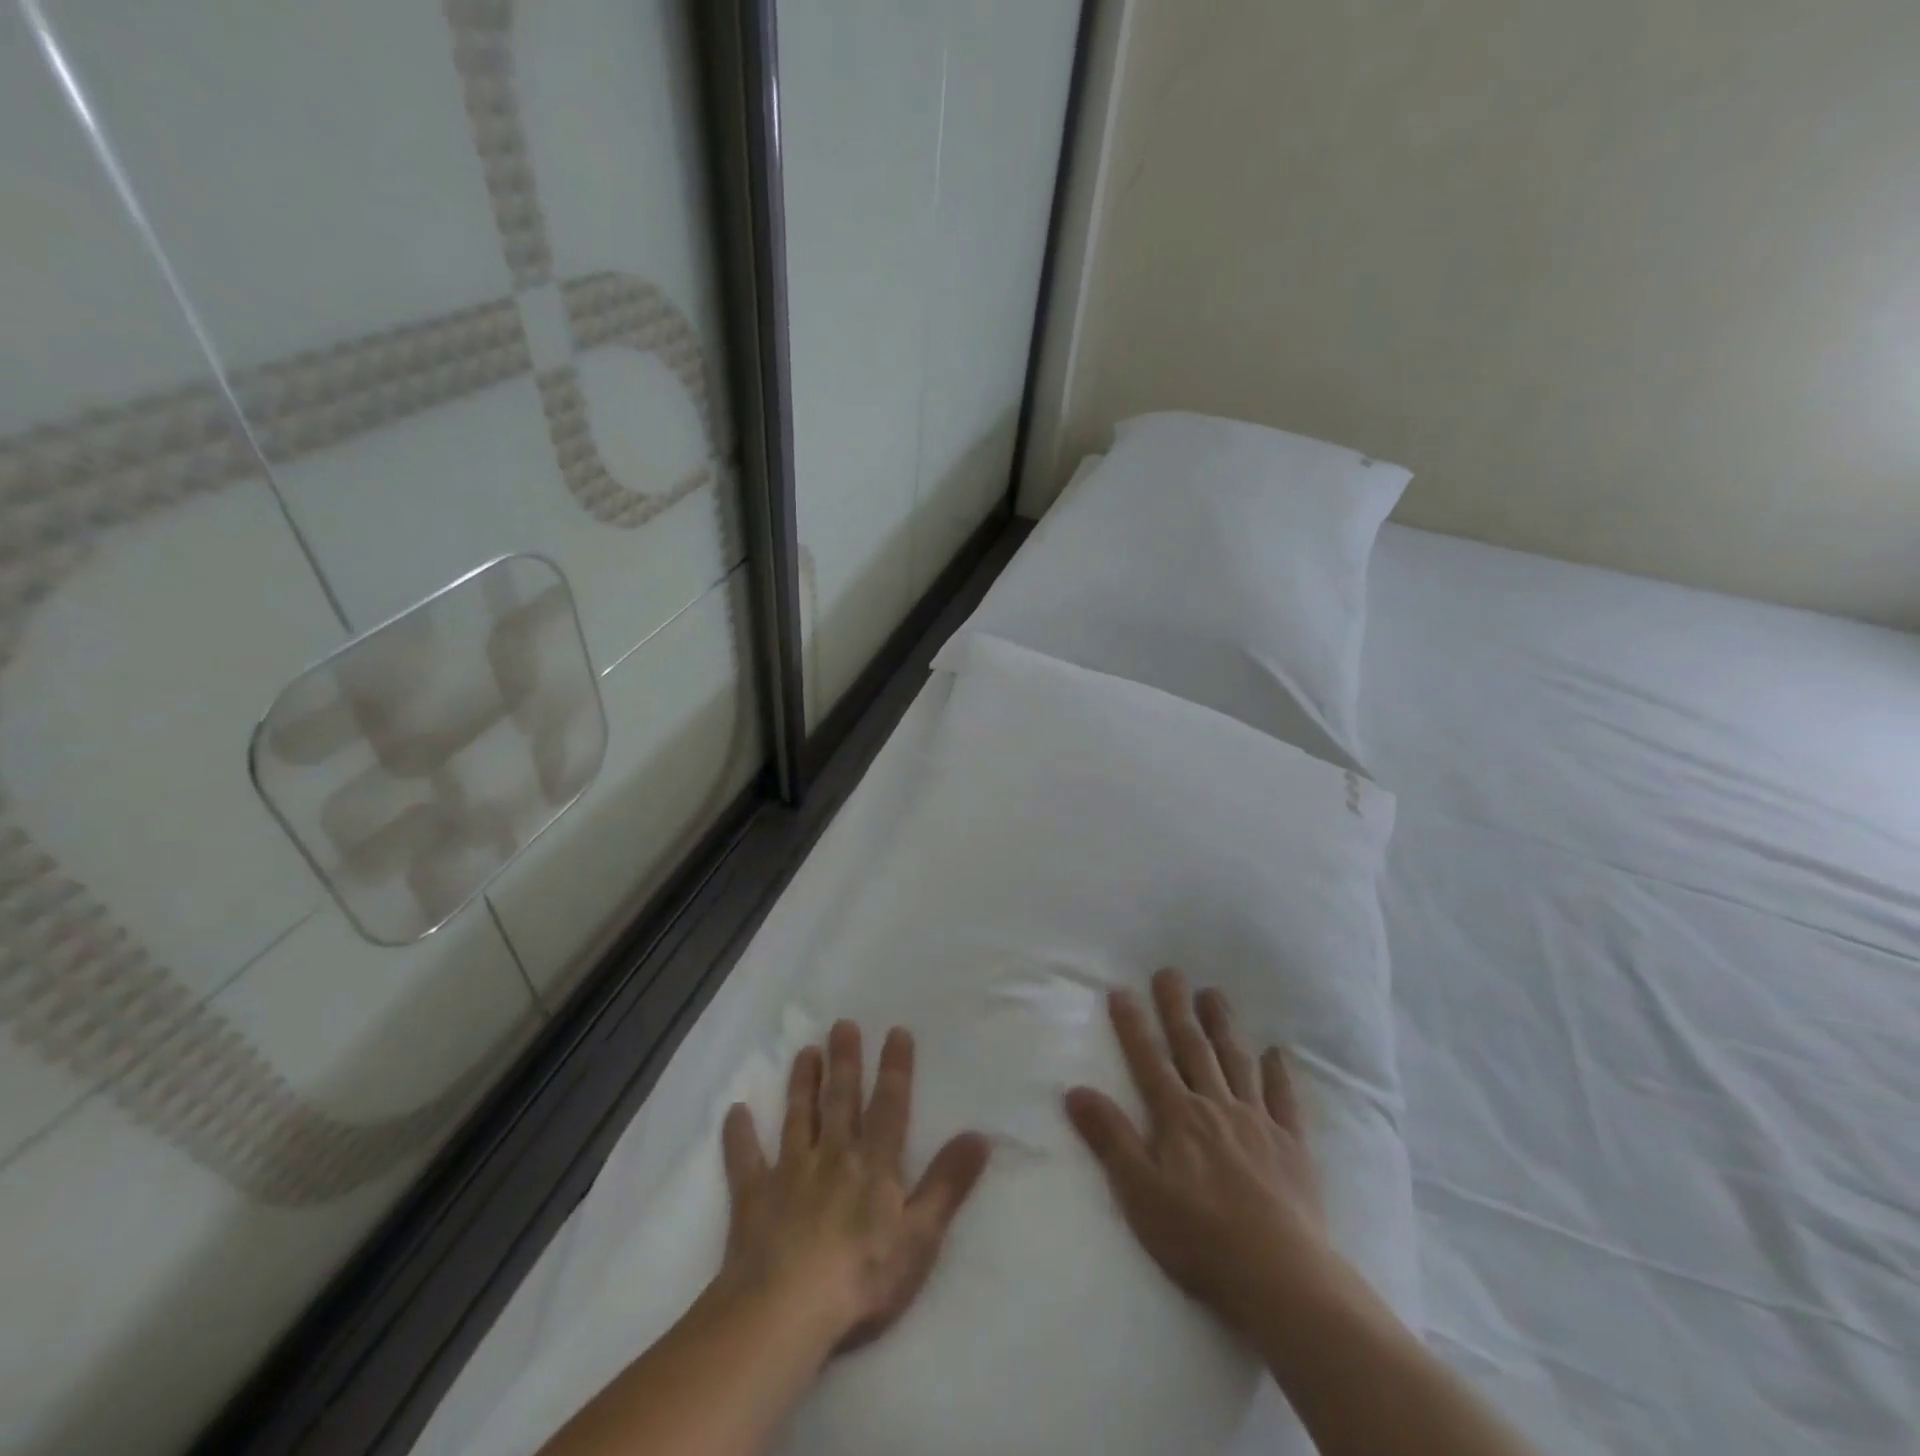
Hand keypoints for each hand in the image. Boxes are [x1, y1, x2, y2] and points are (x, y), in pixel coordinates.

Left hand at [719, 1021, 990, 1351]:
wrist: (785, 1311)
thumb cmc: (862, 1277)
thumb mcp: (920, 1236)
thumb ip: (948, 1184)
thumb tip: (979, 1135)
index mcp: (874, 1164)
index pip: (889, 1105)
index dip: (895, 1068)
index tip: (896, 1031)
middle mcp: (833, 1155)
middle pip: (841, 1099)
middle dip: (844, 1060)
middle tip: (841, 1024)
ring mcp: (790, 1172)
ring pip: (798, 1117)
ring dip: (802, 1084)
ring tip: (805, 1052)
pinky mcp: (754, 1197)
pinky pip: (745, 1160)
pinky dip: (740, 1136)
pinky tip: (735, 1112)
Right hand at [1064, 968, 1331, 1337]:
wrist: (1281, 1277)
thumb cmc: (1200, 1238)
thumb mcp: (1139, 1192)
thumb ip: (1110, 1138)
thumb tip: (1075, 1089)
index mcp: (1178, 1117)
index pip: (1149, 1060)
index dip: (1133, 1025)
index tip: (1122, 990)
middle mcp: (1216, 1106)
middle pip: (1193, 1048)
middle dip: (1177, 1009)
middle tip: (1170, 972)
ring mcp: (1257, 1122)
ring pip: (1236, 1061)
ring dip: (1223, 1026)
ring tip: (1214, 993)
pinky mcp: (1292, 1145)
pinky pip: (1284, 1099)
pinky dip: (1278, 1073)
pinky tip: (1275, 1052)